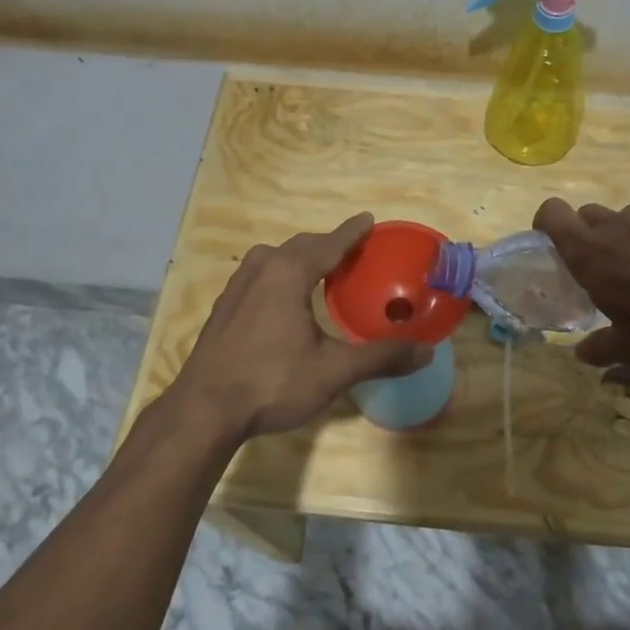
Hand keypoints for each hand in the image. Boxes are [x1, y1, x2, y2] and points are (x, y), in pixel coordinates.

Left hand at [166, 214, 432, 446]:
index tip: (368, 219)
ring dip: (302, 258)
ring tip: (323, 270)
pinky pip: (261, 275)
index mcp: (288, 273)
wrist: (203, 411)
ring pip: (276, 259)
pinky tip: (286, 298)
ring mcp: (237, 287)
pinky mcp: (224, 307)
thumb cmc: (271, 382)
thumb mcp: (332, 371)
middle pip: (301, 246)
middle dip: (328, 244)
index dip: (352, 232)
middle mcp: (261, 269)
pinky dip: (281, 274)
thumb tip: (426, 352)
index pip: (328, 243)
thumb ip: (380, 358)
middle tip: (354, 251)